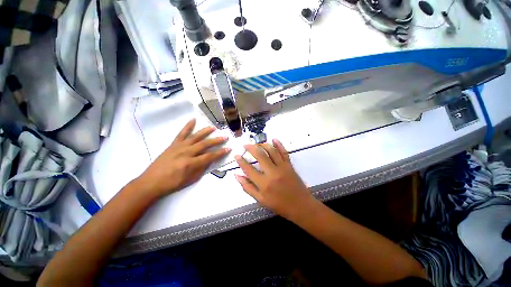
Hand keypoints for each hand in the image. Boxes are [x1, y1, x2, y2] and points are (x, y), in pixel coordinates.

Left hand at [137, 119, 230, 197]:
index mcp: (191, 163)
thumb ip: (202, 169)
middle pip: (204, 144)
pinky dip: (187, 126)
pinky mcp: (173, 144)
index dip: (220, 153)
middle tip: (225, 137)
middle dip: (216, 140)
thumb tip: (210, 160)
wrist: (151, 182)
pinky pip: (181, 133)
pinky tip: (193, 120)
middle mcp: (186, 153)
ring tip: (214, 127)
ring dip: (205, 131)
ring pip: (195, 137)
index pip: (210, 156)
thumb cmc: (173, 183)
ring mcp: (179, 147)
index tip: (228, 149)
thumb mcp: (191, 179)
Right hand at [235, 139, 316, 220]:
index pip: (249, 169)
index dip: (241, 161)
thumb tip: (237, 176)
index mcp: (264, 184)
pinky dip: (279, 144)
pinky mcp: (289, 165)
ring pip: (272, 151)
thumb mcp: (261, 200)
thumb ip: (248, 187)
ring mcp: (282, 167)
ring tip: (257, 143)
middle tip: (246, 145)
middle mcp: (272, 173)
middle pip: (260, 155)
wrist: (301, 206)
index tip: (237, 155)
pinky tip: (274, 139)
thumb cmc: (280, 205)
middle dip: (251, 148)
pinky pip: (284, 152)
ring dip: (263, 144)